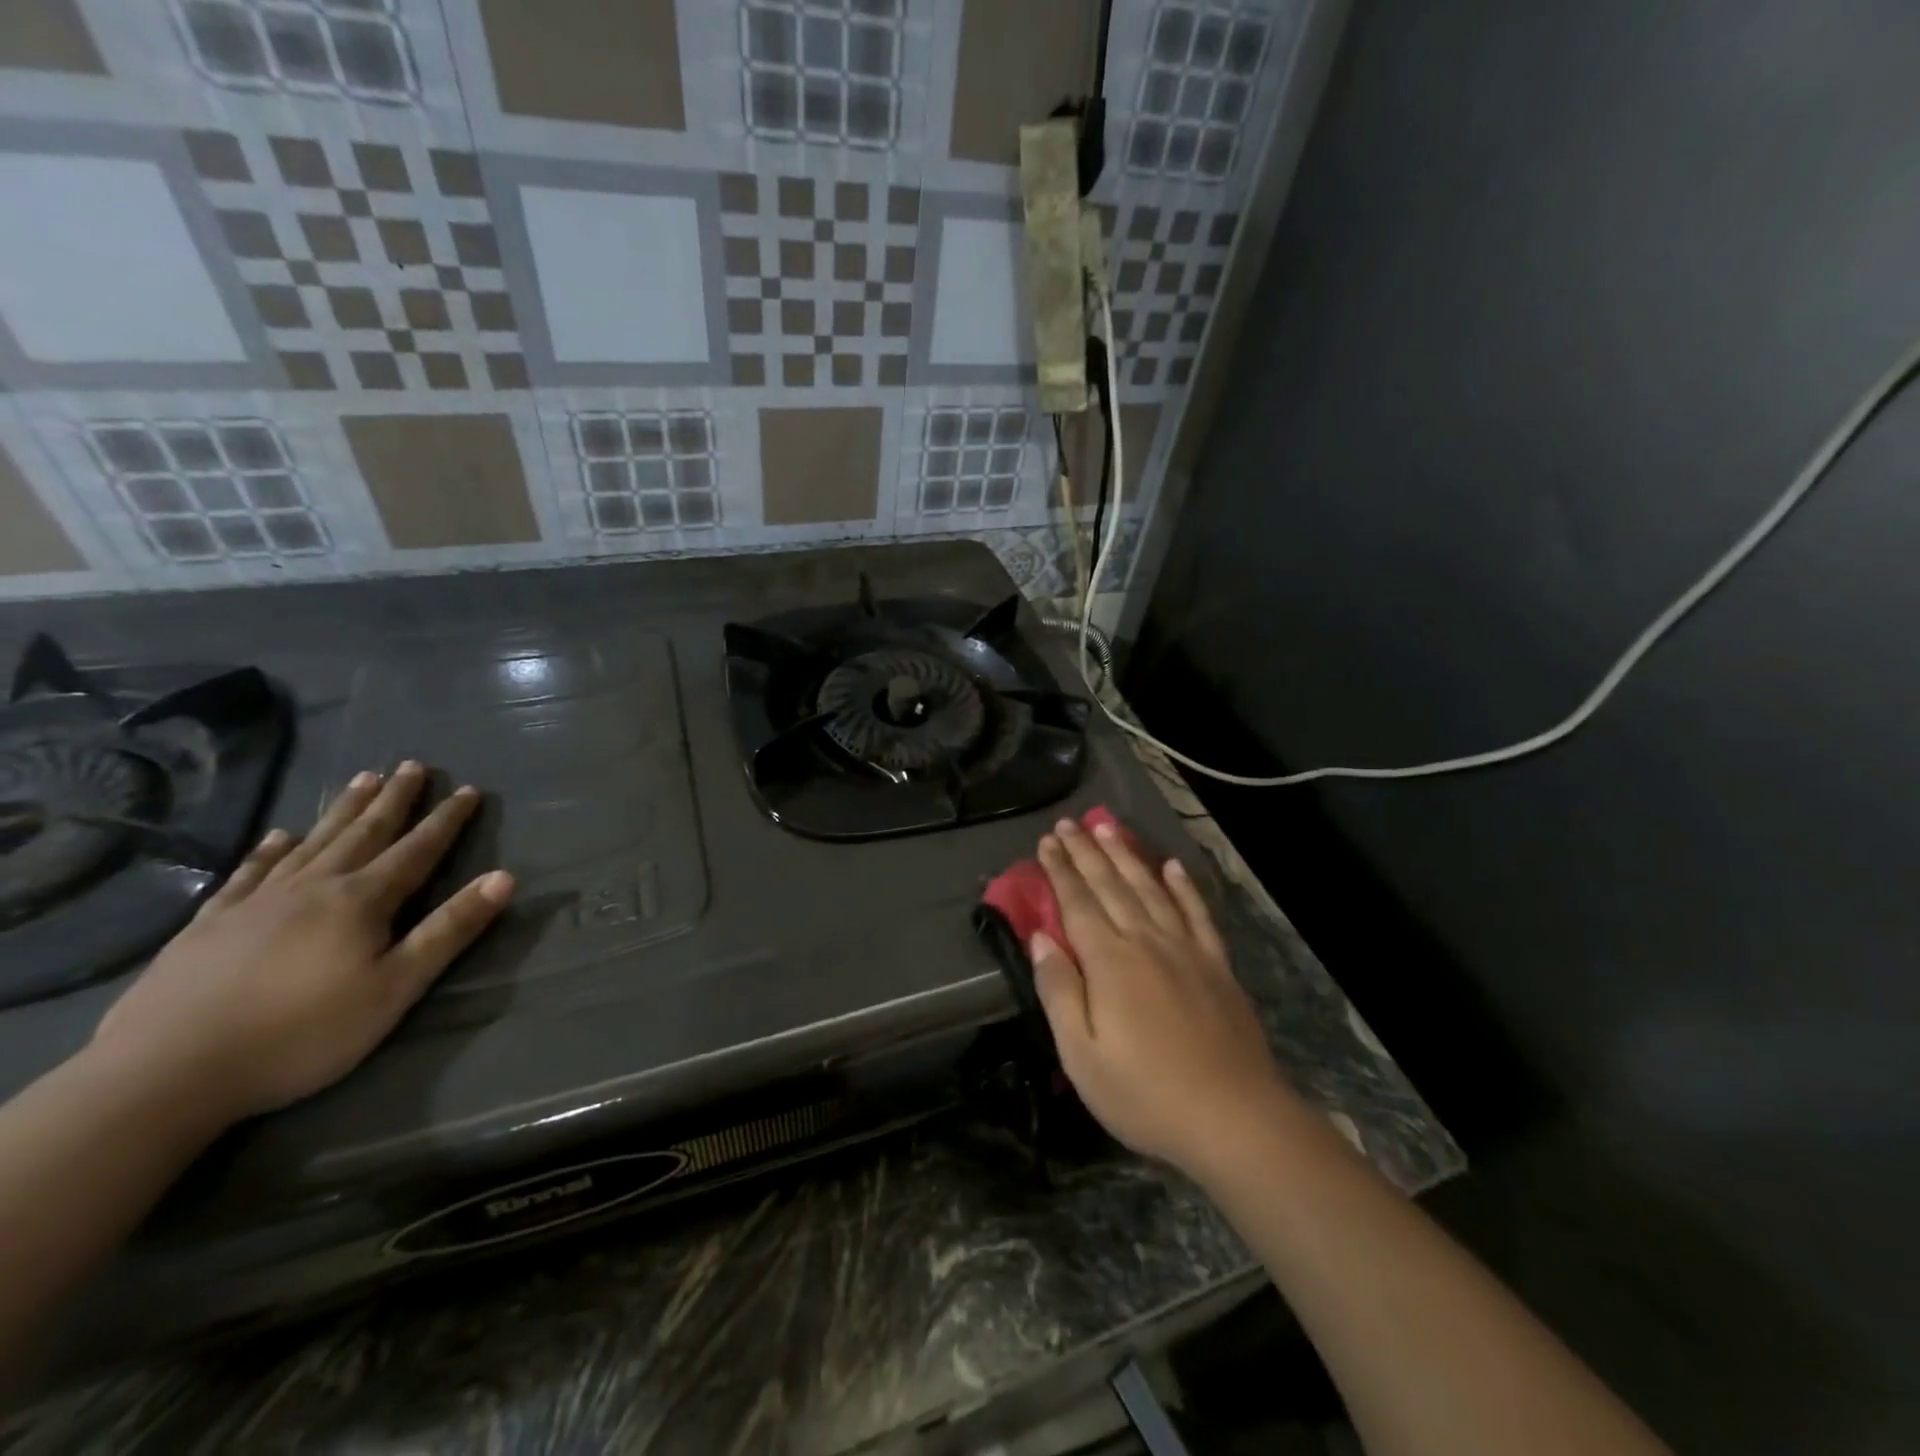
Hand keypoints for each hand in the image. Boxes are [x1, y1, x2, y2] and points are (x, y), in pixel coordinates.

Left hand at [90, 762, 512, 1123]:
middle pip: (364, 833)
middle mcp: (313, 887)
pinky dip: (268, 851)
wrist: (165, 1072)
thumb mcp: (396, 987)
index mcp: (362, 901)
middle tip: (412, 766)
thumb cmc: (303, 1032)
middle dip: (393, 800)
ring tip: (361, 779)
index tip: (469, 790)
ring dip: (342, 811)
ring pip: (312, 843)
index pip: (417, 850)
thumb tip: (504, 877)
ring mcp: (256, 902)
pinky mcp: (209, 925)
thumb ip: (450, 930)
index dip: (447, 820)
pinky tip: (277, 837)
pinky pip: (248, 874)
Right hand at [1030, 817, 1297, 1183]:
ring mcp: (1186, 950)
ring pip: (1150, 889)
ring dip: (1126, 856)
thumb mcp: (1081, 1056)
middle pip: (1111, 885)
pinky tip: (1172, 867)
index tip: (1046, 841)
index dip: (1060, 870)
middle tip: (1069, 822)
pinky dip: (1183, 887)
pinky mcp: (1216, 965)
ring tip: (1109, 827)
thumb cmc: (1145, 1094)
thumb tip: (1040, 937)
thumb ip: (1058, 991)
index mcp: (1109, 962)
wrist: (1235, 1118)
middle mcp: (1146, 941)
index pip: (1077, 903)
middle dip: (1086, 852)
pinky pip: (1197, 914)